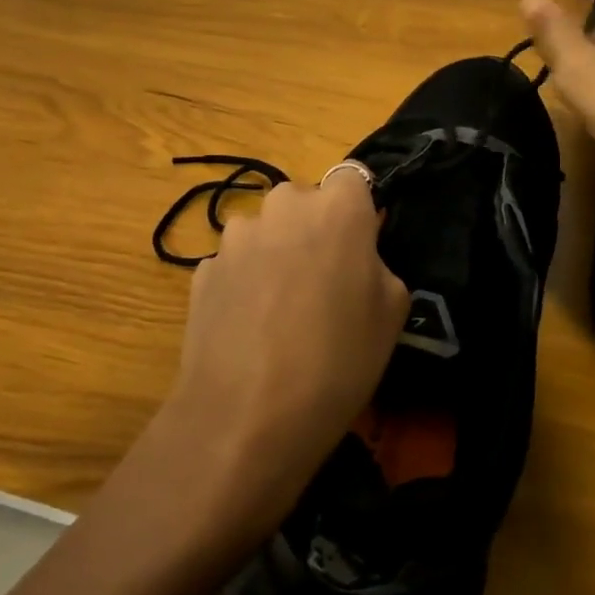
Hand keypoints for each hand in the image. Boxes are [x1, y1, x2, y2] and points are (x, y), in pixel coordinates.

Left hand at [158, 169, 408, 541]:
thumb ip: (377, 264)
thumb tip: (357, 257)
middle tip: (323, 285)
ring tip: (280, 313)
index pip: (353, 178)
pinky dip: (245, 282)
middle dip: (314, 230)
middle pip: (304, 202)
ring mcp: (235, 236)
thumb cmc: (337, 360)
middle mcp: (282, 205)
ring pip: (267, 231)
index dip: (358, 212)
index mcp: (337, 207)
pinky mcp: (202, 268)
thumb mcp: (392, 312)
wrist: (246, 416)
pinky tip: (250, 329)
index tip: (360, 250)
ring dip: (275, 254)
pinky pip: (236, 263)